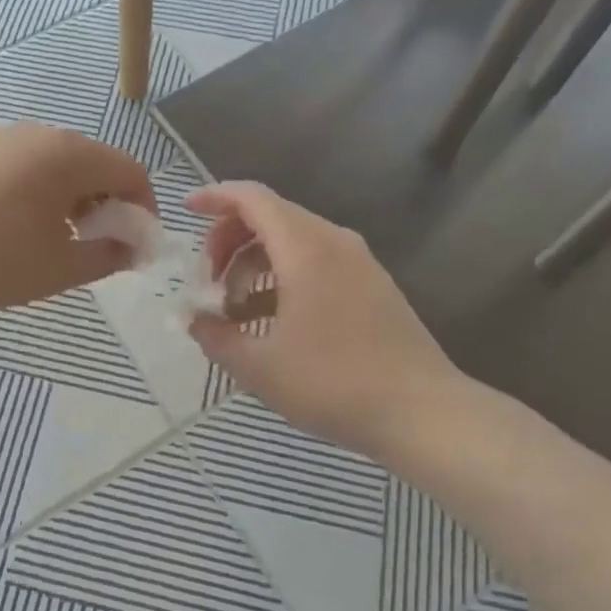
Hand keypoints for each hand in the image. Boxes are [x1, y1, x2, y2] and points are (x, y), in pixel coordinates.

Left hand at [0, 124, 155, 308]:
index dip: (144, 208)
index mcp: (71, 154)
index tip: (137, 245)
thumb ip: (107, 256)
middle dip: (109, 204)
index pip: (130, 171)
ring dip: (76, 200)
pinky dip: (44, 193)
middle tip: (101, 246)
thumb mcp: (60, 267)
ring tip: (63, 242)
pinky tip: (24, 229)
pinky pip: (29, 168)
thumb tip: (131, 249)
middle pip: (97, 164)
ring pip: (61, 166)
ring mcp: (6, 140)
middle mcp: (43, 135)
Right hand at [186, 181, 490, 464]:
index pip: (253, 198)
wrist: (423, 413)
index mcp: (305, 248)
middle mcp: (333, 241)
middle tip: (208, 281)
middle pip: (271, 216)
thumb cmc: (335, 384)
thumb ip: (216, 338)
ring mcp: (358, 262)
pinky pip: (316, 262)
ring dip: (255, 263)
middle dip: (230, 240)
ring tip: (234, 310)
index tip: (186, 210)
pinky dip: (284, 277)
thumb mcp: (260, 368)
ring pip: (293, 241)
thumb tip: (195, 320)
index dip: (215, 197)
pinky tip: (270, 321)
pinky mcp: (372, 284)